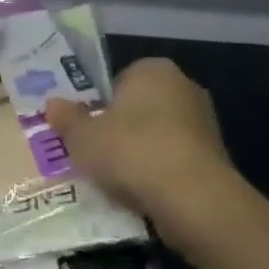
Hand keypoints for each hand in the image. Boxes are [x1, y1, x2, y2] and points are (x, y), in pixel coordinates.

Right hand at [45, 58, 240, 232]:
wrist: (194, 199)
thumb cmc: (132, 151)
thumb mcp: (82, 137)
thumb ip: (66, 118)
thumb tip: (52, 104)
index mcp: (153, 69)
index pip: (119, 79)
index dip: (98, 103)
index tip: (85, 128)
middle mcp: (184, 87)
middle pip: (139, 108)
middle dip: (119, 129)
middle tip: (94, 153)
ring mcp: (204, 123)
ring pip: (157, 136)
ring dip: (139, 154)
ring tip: (114, 180)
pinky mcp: (216, 158)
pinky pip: (174, 161)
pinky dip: (158, 174)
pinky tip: (141, 194)